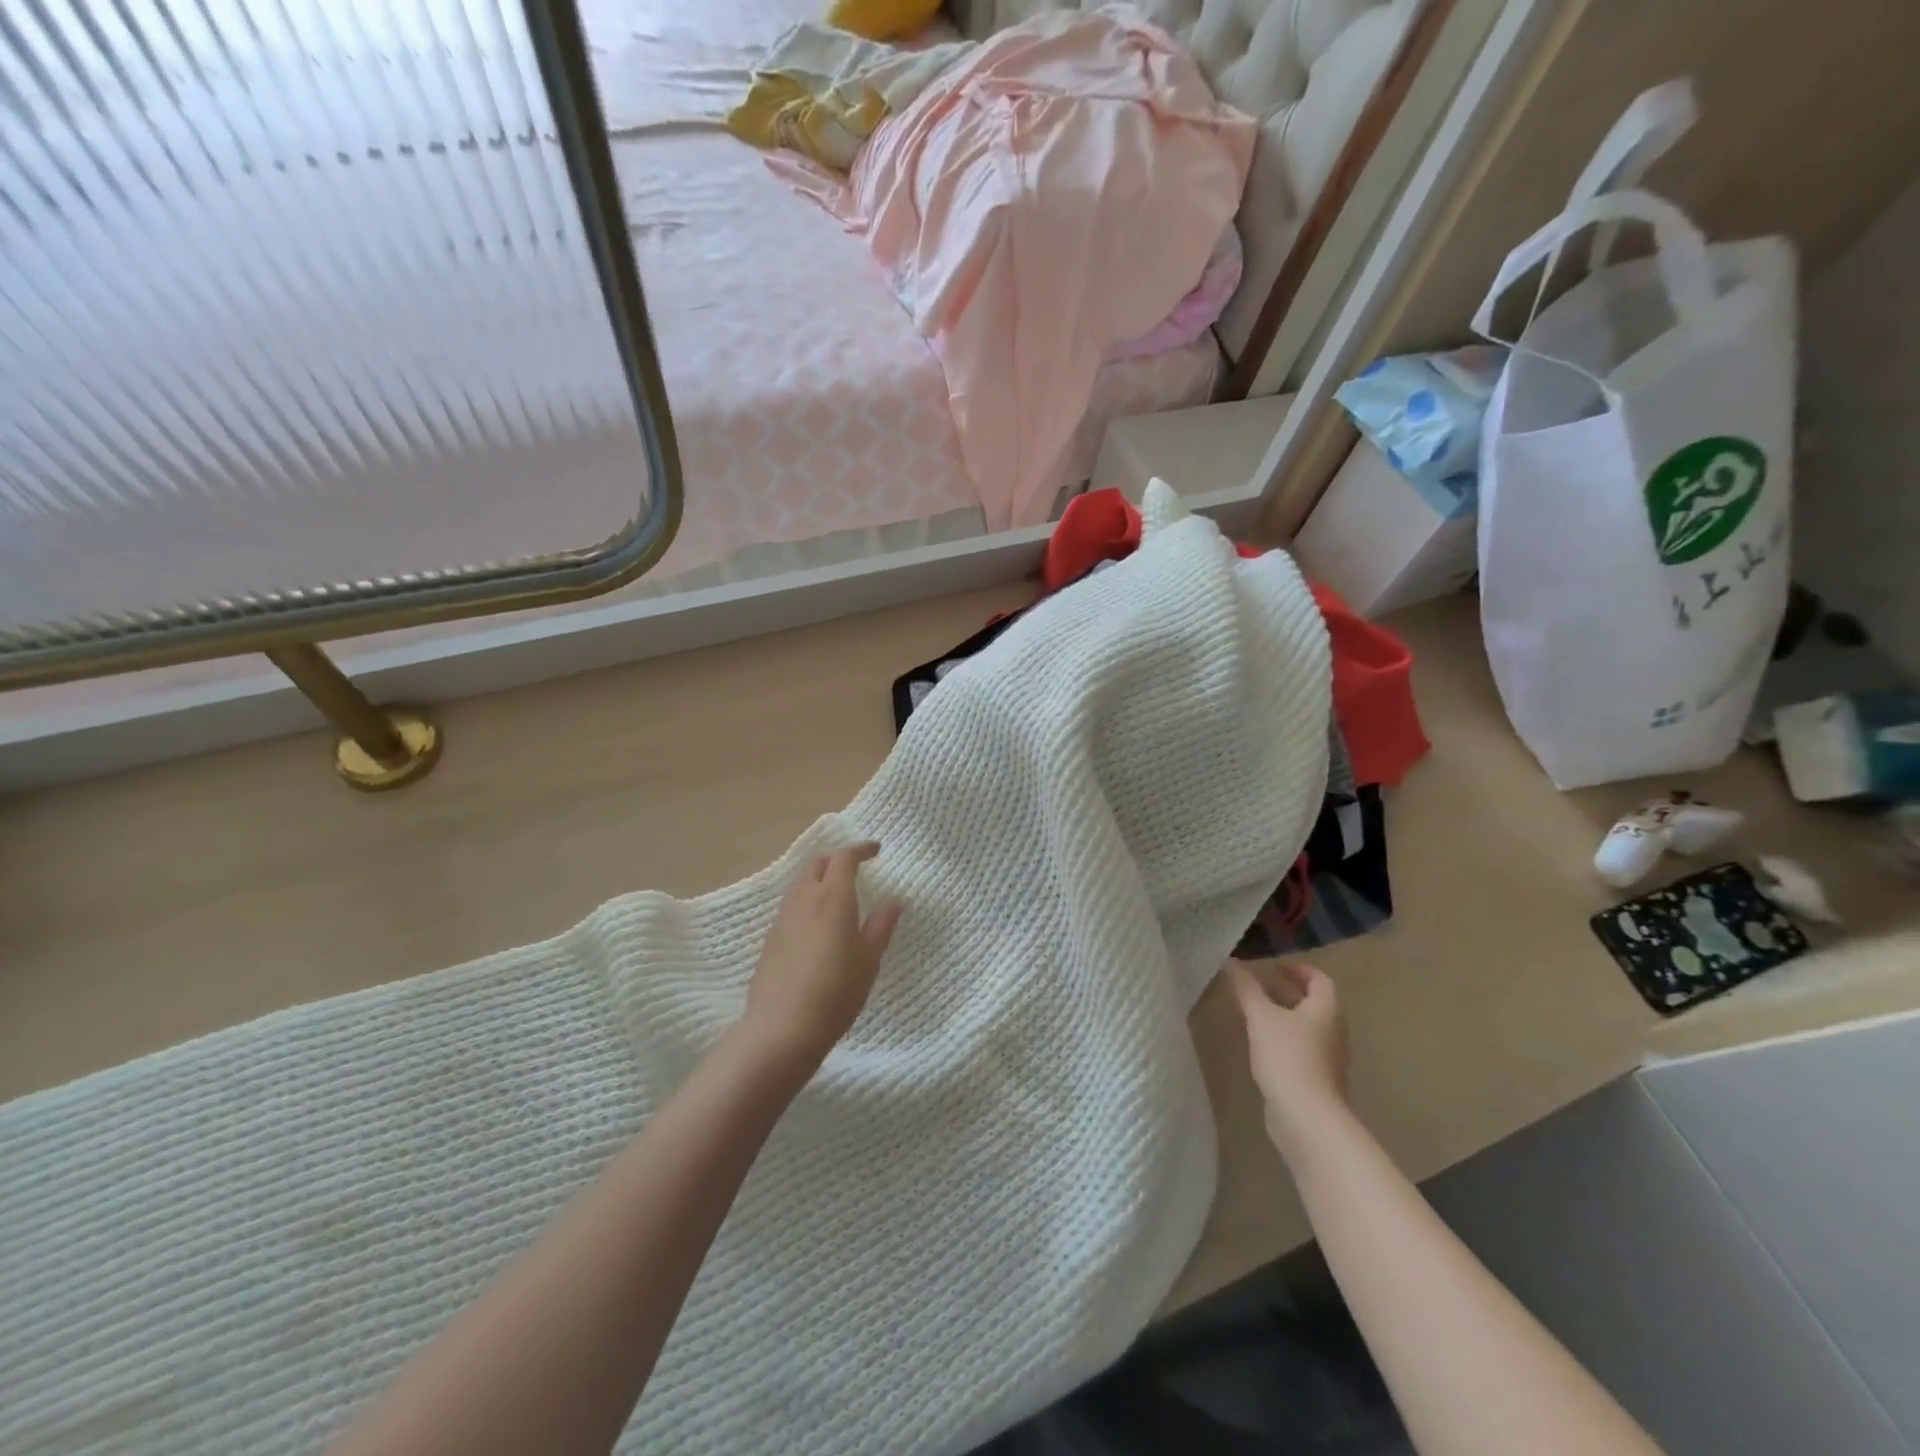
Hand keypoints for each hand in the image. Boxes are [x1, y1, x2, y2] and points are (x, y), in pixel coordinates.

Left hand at [740, 842, 900, 1074]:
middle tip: (855, 870)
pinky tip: (816, 923)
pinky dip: (807, 900)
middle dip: (837, 860)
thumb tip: (893, 902)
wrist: (782, 1028)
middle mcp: (805, 899)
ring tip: (836, 895)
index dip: (860, 850)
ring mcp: (783, 918)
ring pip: (800, 883)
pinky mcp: (771, 937)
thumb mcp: (868, 960)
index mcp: (833, 898)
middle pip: (817, 864)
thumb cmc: (836, 992)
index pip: (844, 858)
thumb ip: (880, 927)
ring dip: (819, 878)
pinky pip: (791, 905)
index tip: (876, 850)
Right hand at [1228, 960, 1351, 1162]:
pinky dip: (1283, 1040)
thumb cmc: (1288, 1057)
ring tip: (1254, 1013)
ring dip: (1284, 1017)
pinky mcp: (1317, 1081)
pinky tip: (1261, 1046)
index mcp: (1326, 1010)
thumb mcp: (1261, 1016)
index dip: (1297, 969)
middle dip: (1287, 992)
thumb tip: (1231, 961)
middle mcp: (1333, 1032)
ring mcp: (1328, 1059)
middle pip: (1315, 1004)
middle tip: (1258, 987)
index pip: (1319, 979)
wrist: (1307, 1118)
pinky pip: (1301, 1050)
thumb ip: (1246, 988)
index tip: (1272, 966)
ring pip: (1307, 1028)